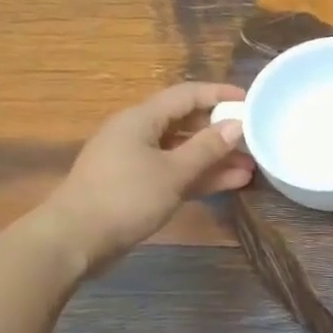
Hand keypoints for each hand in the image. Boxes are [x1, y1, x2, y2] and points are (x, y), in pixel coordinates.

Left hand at [49, 82, 252, 272]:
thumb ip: (206, 149)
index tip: (250, 101)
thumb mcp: (172, 172)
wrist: (77, 238)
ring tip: (251, 167)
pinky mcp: (138, 187)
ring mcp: (137, 162)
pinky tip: (229, 183)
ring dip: (214, 159)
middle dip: (220, 131)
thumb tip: (236, 126)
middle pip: (186, 123)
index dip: (219, 94)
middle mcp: (139, 134)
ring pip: (183, 152)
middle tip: (255, 139)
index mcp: (142, 119)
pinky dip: (199, 177)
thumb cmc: (125, 197)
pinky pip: (175, 173)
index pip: (186, 95)